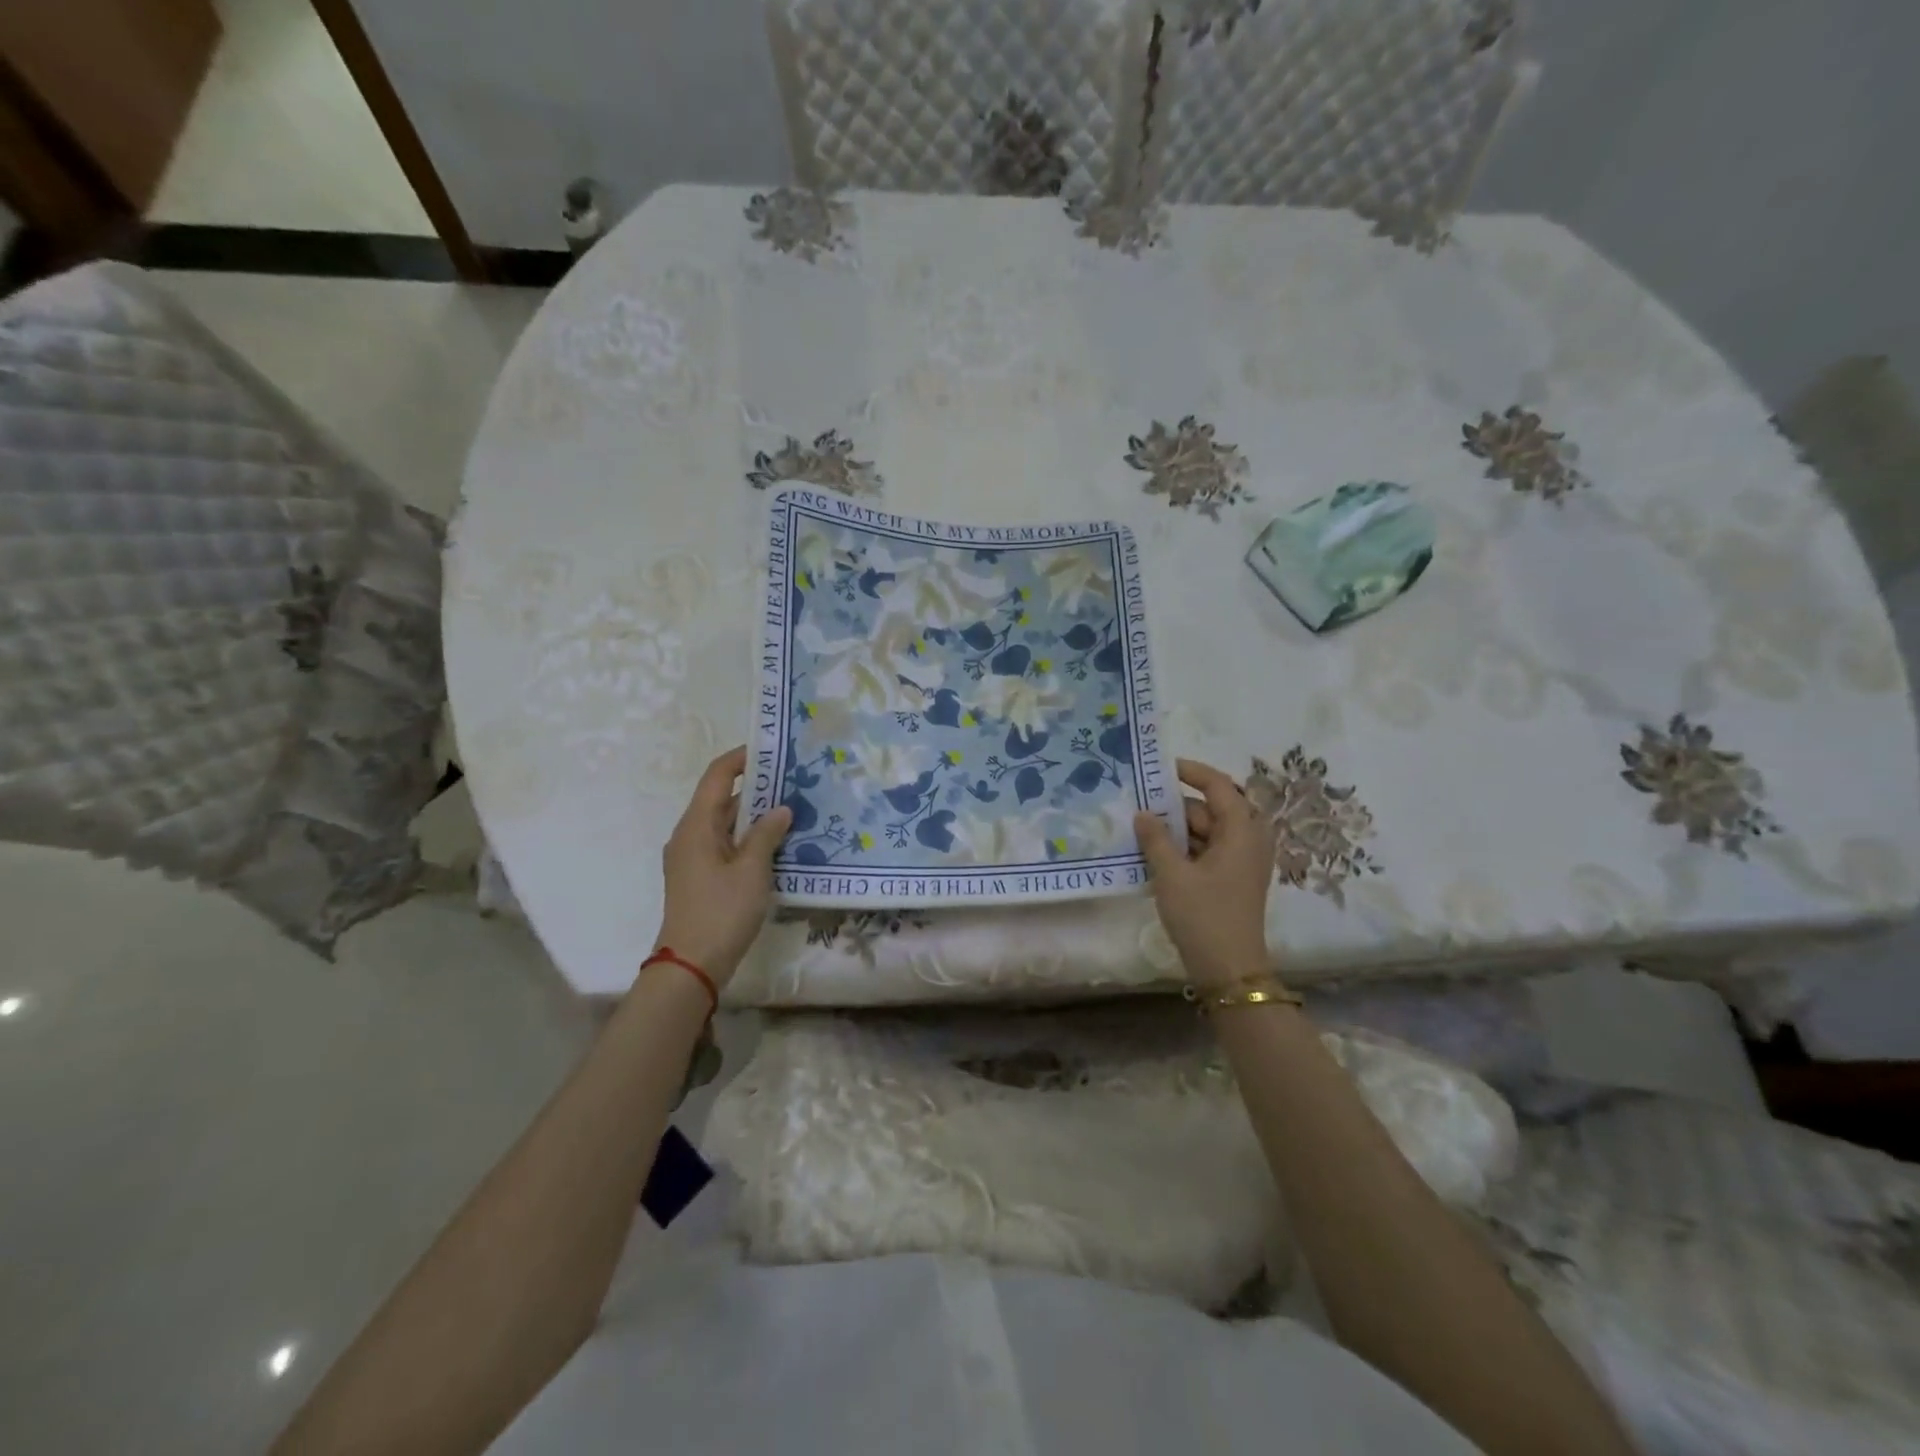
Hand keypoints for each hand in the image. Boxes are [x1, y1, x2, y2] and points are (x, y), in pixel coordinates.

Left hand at [652, 747, 791, 983]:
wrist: (691, 966)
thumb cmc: (721, 911)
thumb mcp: (752, 870)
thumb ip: (767, 834)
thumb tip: (781, 808)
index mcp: (696, 825)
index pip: (717, 776)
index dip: (741, 758)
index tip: (772, 749)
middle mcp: (689, 835)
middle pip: (721, 798)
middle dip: (756, 787)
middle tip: (794, 780)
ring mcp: (692, 858)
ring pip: (725, 824)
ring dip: (755, 815)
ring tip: (792, 807)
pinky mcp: (700, 877)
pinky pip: (726, 845)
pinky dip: (748, 838)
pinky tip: (777, 843)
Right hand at [1134, 758, 1278, 989]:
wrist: (1229, 970)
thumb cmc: (1203, 915)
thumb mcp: (1171, 874)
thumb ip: (1155, 838)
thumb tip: (1143, 813)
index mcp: (1242, 831)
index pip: (1219, 786)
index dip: (1192, 772)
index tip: (1161, 768)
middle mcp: (1248, 840)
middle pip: (1212, 809)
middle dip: (1177, 806)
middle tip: (1140, 803)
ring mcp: (1242, 862)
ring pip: (1208, 831)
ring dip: (1178, 830)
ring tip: (1141, 829)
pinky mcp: (1233, 880)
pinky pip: (1208, 851)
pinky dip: (1185, 848)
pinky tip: (1155, 854)